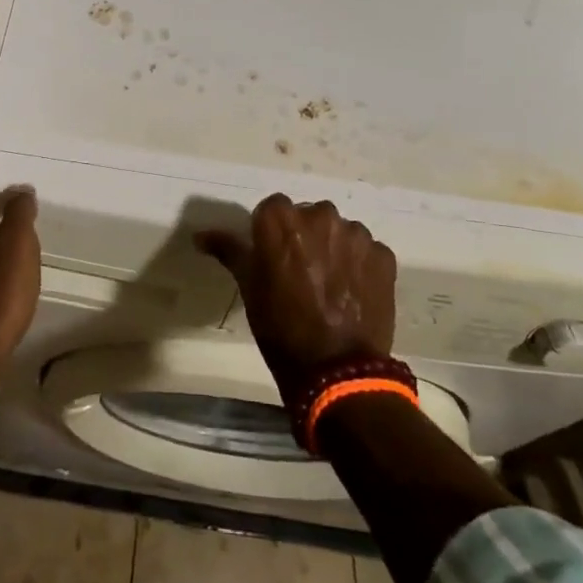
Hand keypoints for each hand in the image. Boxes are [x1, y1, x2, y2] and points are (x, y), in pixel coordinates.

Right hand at [196, 194, 396, 399]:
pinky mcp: (382, 255)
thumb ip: (229, 251)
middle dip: (304, 237)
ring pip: (339, 231)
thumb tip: (200, 235)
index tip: (272, 260)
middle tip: (302, 273)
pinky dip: (360, 266)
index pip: (272, 209)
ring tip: (331, 285)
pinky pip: (366, 251)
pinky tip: (354, 292)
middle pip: (308, 215)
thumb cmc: (282, 328)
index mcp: (281, 218)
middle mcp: (319, 214)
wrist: (337, 373)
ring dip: (334, 249)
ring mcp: (355, 234)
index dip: (271, 234)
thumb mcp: (249, 287)